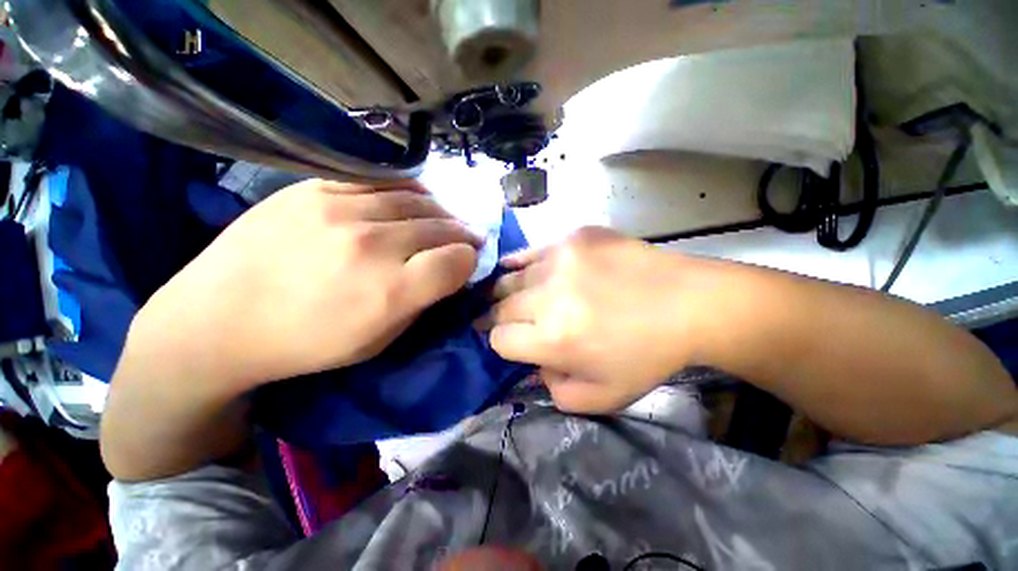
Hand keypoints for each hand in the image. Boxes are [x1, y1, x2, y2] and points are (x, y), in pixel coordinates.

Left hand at [126, 180, 481, 390]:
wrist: (217, 321)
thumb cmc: (306, 344)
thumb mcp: (379, 341)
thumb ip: (422, 302)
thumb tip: (450, 272)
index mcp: (390, 291)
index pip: (458, 260)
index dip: (470, 262)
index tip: (467, 264)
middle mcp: (372, 245)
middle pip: (443, 227)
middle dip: (462, 235)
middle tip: (465, 240)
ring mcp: (340, 209)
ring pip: (418, 200)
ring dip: (440, 213)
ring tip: (443, 221)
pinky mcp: (313, 187)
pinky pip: (382, 181)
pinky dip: (408, 191)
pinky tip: (412, 202)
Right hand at [490, 227, 698, 412]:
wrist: (687, 304)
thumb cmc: (647, 355)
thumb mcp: (601, 396)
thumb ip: (555, 389)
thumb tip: (535, 362)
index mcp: (553, 339)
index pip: (499, 339)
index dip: (504, 344)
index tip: (516, 342)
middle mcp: (548, 297)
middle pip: (500, 307)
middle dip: (502, 318)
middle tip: (514, 321)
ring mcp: (561, 260)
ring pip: (511, 278)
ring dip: (510, 292)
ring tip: (518, 297)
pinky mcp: (574, 238)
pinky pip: (532, 250)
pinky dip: (521, 262)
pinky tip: (519, 267)